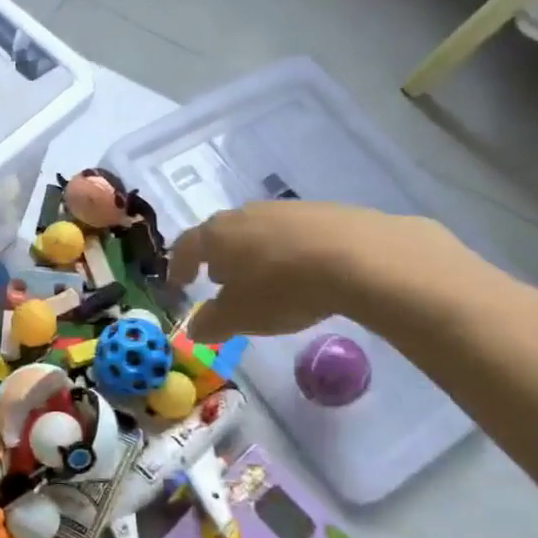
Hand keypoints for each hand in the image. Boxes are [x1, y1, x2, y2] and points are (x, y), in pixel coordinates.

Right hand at [168, 201, 469, 341]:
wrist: (358, 257)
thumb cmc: (282, 289)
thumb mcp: (239, 318)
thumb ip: (210, 323)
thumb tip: (194, 327)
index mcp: (216, 235)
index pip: (186, 246)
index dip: (179, 267)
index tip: (179, 284)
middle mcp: (245, 214)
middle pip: (222, 234)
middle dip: (218, 258)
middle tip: (221, 281)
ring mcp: (284, 209)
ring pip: (257, 231)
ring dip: (253, 254)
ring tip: (263, 279)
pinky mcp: (322, 212)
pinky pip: (291, 234)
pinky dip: (287, 252)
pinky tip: (302, 272)